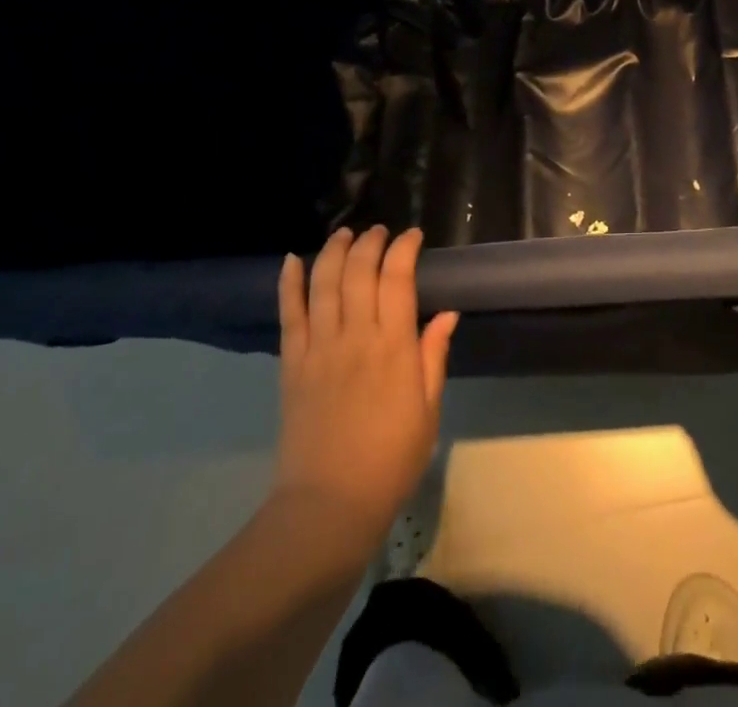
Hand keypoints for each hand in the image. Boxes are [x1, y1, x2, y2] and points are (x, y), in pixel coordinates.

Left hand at [271, 227, 459, 540]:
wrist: (328, 506)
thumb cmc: (390, 461)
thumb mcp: (428, 411)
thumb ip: (433, 357)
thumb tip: (448, 313)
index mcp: (394, 347)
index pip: (398, 279)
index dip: (405, 249)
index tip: (413, 237)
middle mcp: (356, 337)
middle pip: (360, 271)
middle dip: (370, 242)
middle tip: (379, 232)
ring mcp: (319, 348)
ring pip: (324, 283)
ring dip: (334, 251)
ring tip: (344, 233)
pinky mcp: (292, 364)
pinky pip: (289, 314)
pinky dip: (289, 283)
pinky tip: (291, 259)